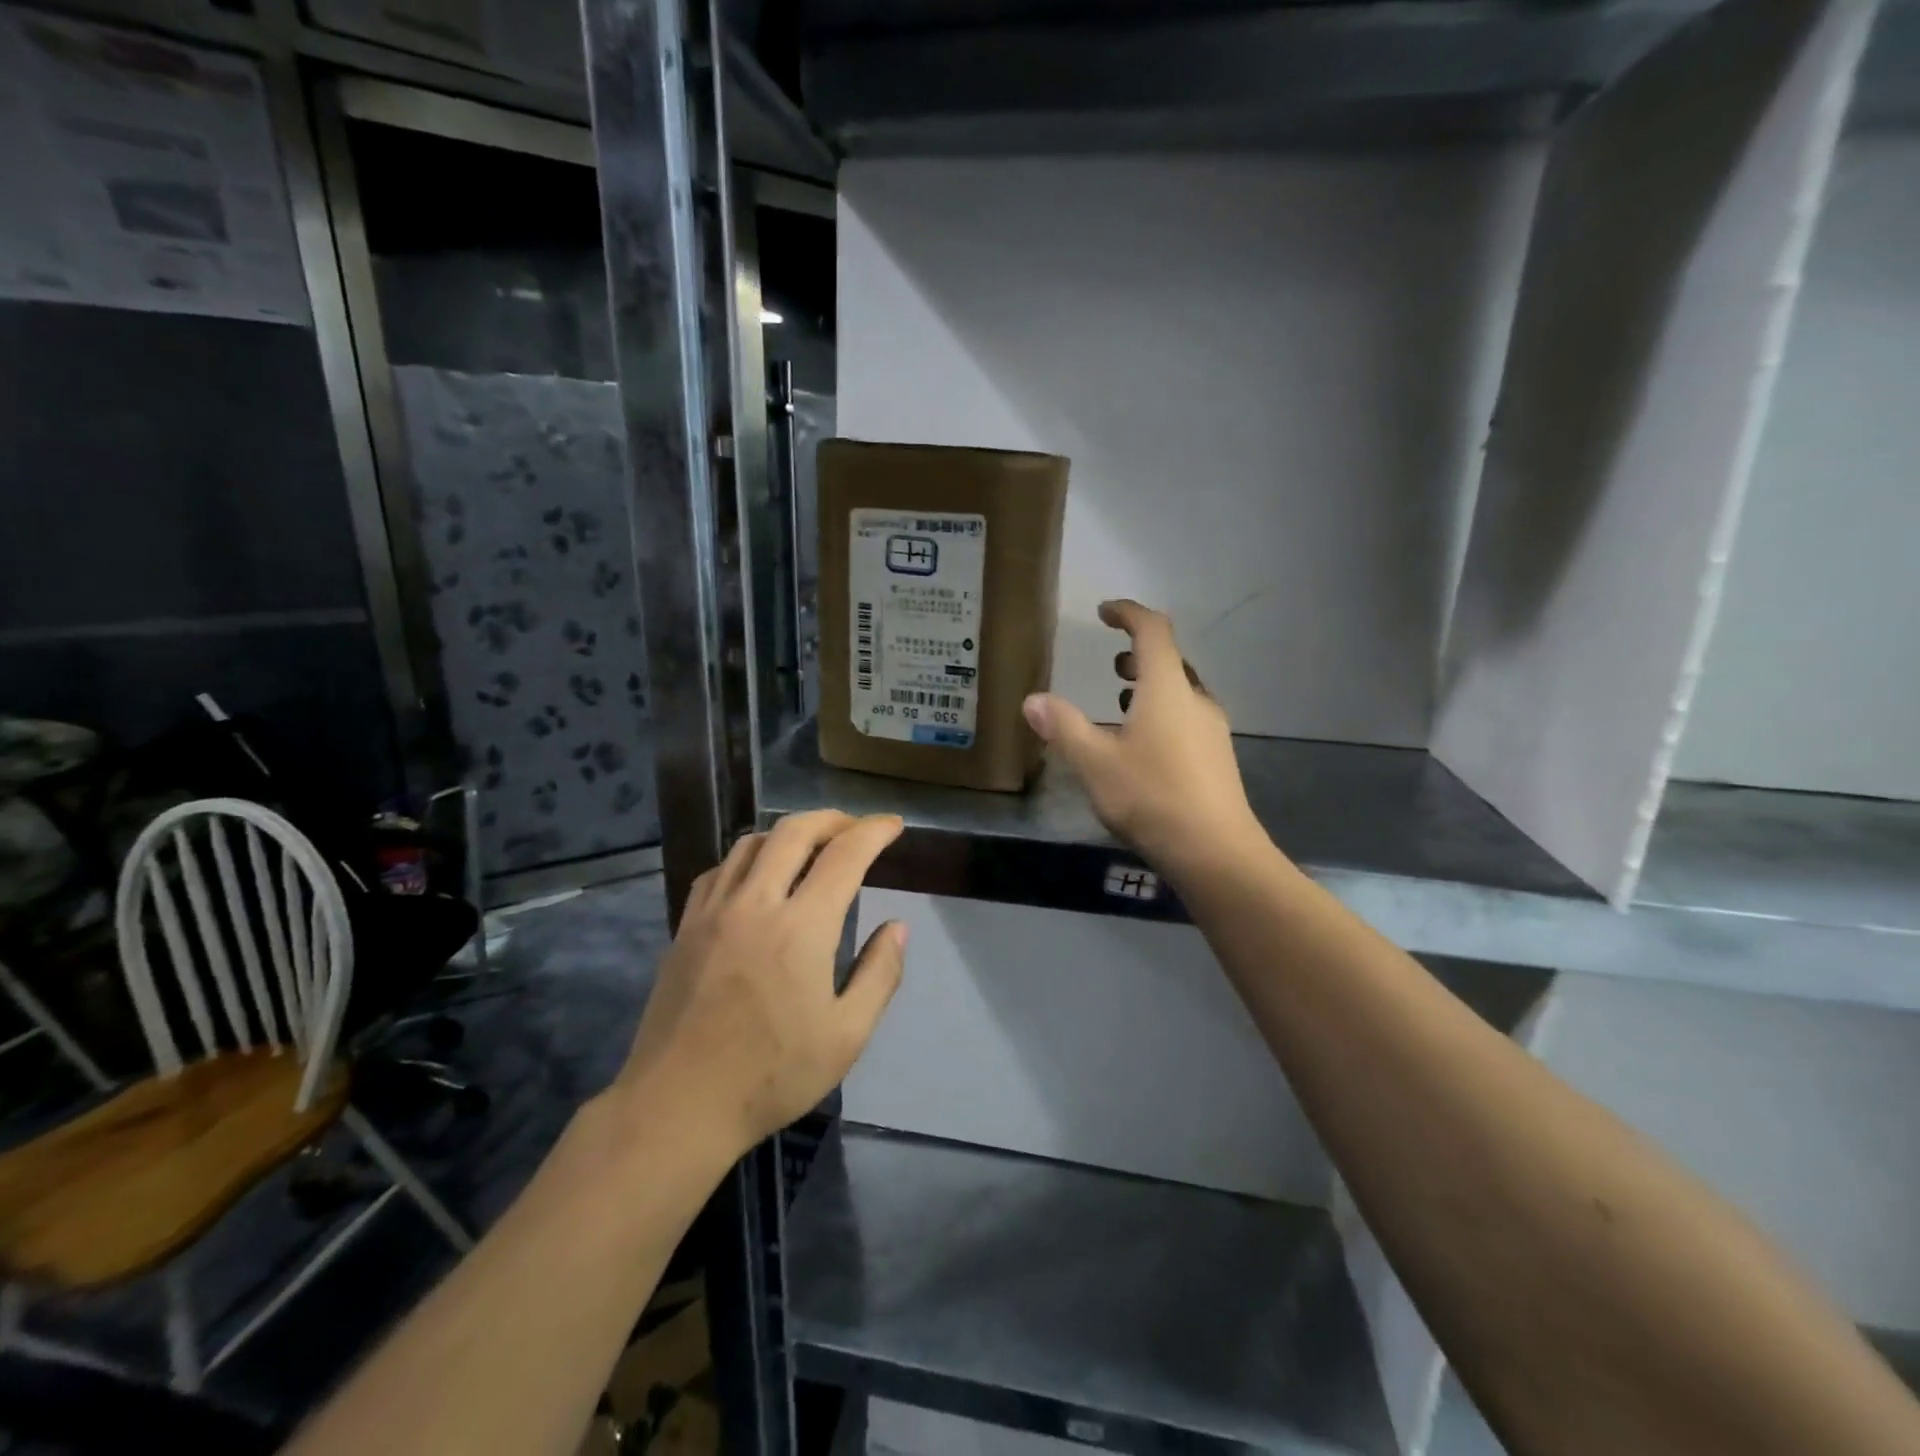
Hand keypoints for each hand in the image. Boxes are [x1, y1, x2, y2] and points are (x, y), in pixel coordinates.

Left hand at [614, 811, 907, 1158]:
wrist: (678, 1105)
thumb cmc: (772, 1076)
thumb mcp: (846, 1036)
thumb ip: (880, 974)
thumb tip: (897, 926)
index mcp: (802, 927)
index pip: (845, 855)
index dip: (874, 831)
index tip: (894, 825)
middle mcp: (756, 904)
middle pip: (794, 832)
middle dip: (832, 819)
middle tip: (855, 828)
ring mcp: (714, 912)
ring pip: (752, 843)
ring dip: (789, 833)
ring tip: (811, 846)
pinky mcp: (686, 927)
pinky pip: (719, 870)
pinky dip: (747, 857)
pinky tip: (757, 876)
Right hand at [1023, 600, 1266, 877]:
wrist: (1216, 852)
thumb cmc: (1152, 797)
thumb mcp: (1095, 763)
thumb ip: (1064, 727)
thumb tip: (1032, 700)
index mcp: (1167, 689)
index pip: (1153, 630)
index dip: (1128, 613)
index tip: (1104, 612)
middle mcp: (1195, 700)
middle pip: (1170, 660)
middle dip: (1138, 653)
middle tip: (1111, 661)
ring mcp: (1212, 729)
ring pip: (1181, 691)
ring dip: (1151, 684)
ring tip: (1120, 698)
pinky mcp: (1216, 757)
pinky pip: (1187, 717)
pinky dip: (1162, 711)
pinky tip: (1143, 744)